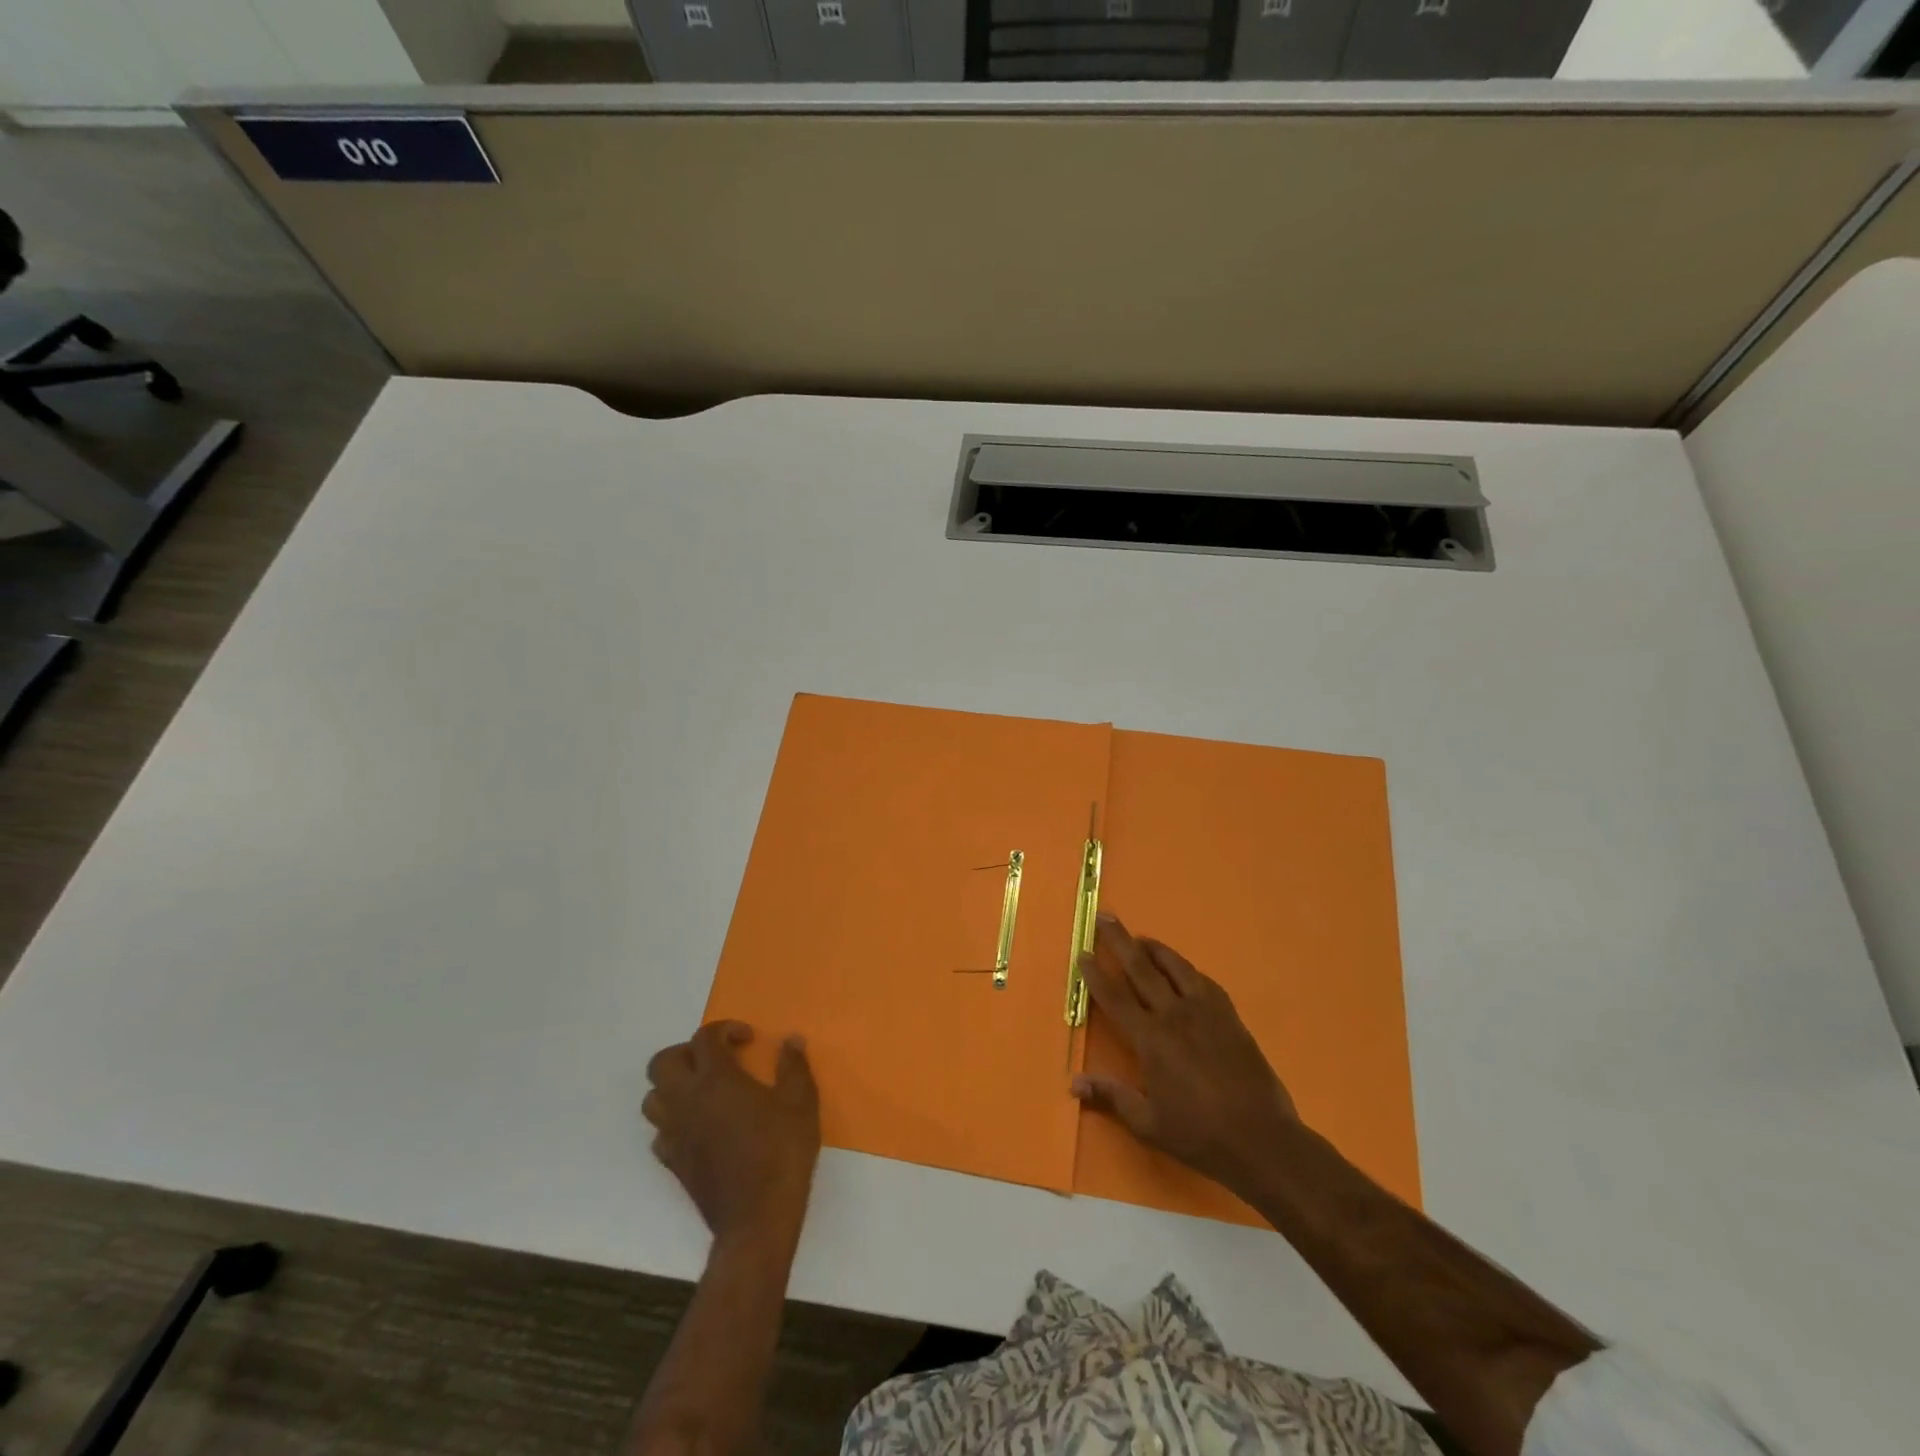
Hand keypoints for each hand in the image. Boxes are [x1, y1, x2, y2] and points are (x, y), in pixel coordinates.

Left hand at [644, 1021, 819, 1244]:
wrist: (757, 1219)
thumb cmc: (781, 1152)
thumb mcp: (801, 1102)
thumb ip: (794, 1066)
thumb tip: (791, 1040)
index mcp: (716, 1079)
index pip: (704, 1038)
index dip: (725, 1029)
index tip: (748, 1040)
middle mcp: (686, 1101)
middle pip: (662, 1062)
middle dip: (687, 1052)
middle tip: (717, 1060)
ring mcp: (675, 1134)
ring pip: (652, 1098)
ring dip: (673, 1086)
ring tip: (704, 1091)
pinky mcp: (673, 1163)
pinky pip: (659, 1133)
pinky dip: (673, 1122)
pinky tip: (699, 1127)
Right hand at [1071, 912, 1298, 1198]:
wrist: (1262, 1139)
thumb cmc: (1199, 1134)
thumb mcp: (1149, 1123)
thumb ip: (1111, 1097)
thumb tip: (1073, 1083)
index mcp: (1151, 1039)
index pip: (1115, 997)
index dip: (1096, 974)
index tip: (1083, 953)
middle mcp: (1175, 1015)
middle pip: (1142, 969)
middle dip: (1121, 942)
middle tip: (1106, 917)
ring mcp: (1206, 1012)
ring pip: (1176, 968)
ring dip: (1155, 949)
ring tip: (1141, 938)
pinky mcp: (1230, 1017)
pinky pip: (1204, 982)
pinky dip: (1188, 970)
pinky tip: (1184, 970)